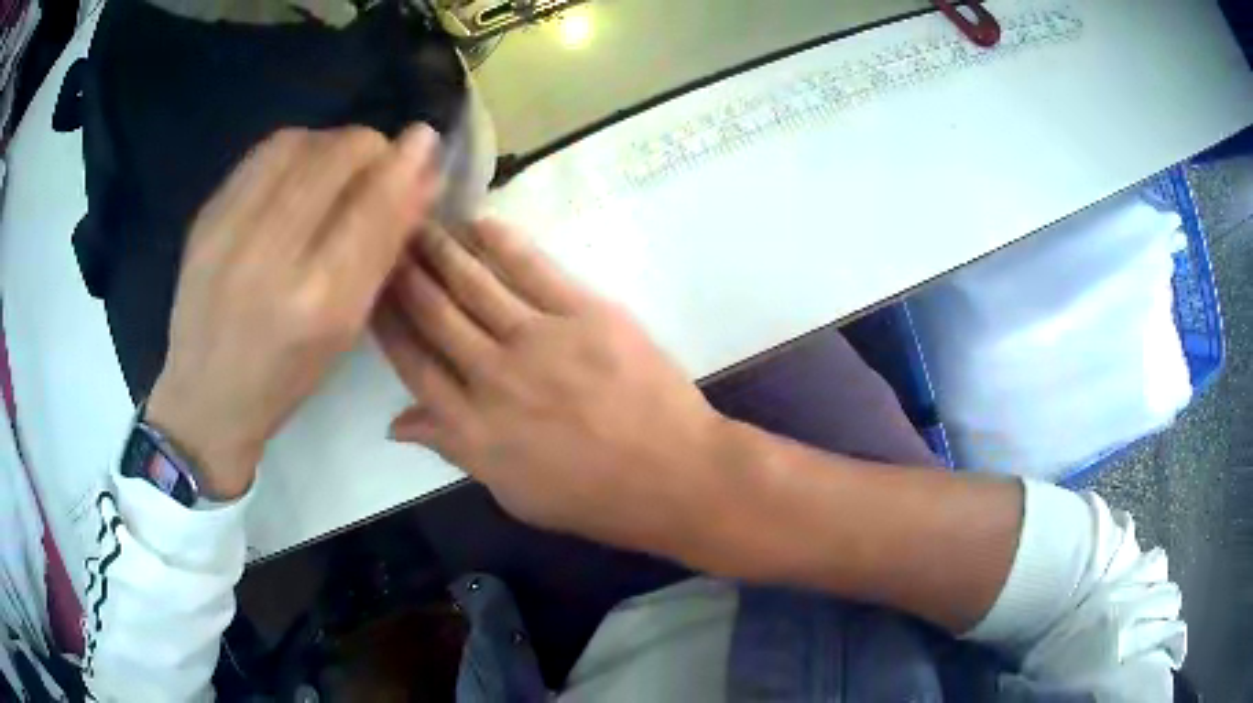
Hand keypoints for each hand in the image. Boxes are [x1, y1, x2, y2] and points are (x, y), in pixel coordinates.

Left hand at [147, 125, 441, 498]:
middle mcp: (272, 257)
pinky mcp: (205, 217)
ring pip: (300, 143)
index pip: (376, 204)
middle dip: (371, 147)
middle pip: (338, 156)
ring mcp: (230, 230)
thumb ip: (383, 251)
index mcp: (319, 302)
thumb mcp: (345, 330)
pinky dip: (294, 150)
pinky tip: (298, 170)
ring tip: (336, 164)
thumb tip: (422, 179)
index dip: (407, 164)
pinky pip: (261, 154)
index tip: (425, 142)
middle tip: (378, 161)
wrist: (205, 397)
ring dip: (332, 142)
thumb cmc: (284, 378)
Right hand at [375, 222, 731, 556]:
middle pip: (434, 315)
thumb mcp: (511, 493)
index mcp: (472, 430)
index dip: (387, 327)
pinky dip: (501, 243)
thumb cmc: (593, 498)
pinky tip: (478, 223)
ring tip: (421, 226)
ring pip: (473, 285)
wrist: (673, 475)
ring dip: (442, 251)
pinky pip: (532, 269)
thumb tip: (396, 424)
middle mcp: (491, 377)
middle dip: (405, 277)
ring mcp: (537, 340)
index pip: (413, 366)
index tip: (371, 296)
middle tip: (388, 245)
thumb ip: (452, 450)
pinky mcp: (584, 313)